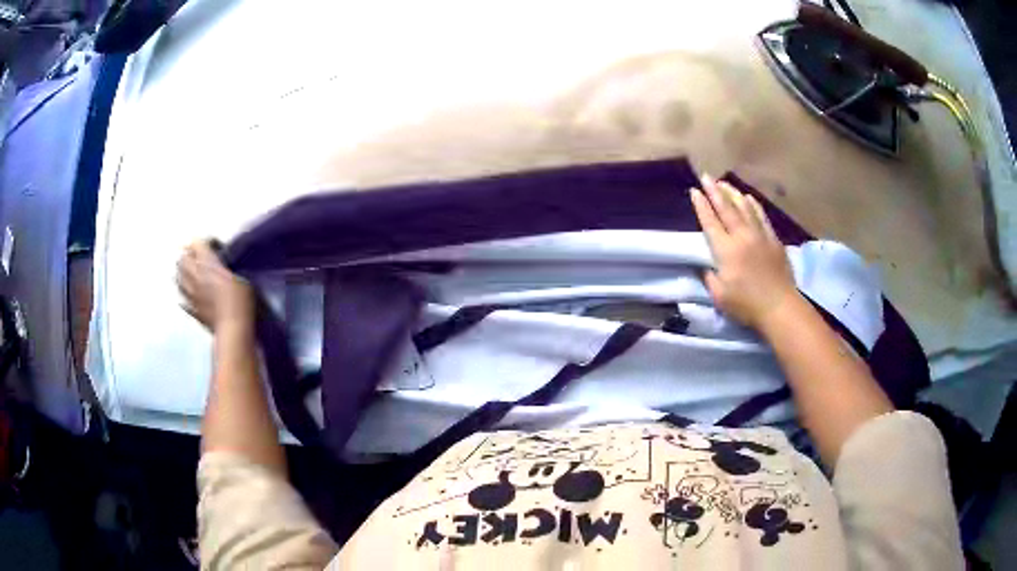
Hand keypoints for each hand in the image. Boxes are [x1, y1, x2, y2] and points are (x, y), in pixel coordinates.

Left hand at [176, 240, 254, 332]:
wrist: (233, 329)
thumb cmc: (240, 301)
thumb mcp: (241, 277)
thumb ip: (226, 268)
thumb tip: (220, 266)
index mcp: (207, 264)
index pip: (196, 244)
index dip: (201, 243)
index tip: (209, 246)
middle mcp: (195, 276)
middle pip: (182, 259)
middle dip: (188, 256)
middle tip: (195, 258)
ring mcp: (191, 294)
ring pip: (178, 278)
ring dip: (182, 273)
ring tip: (189, 274)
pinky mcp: (191, 310)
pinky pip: (182, 299)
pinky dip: (184, 294)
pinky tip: (188, 296)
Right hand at [691, 174, 798, 329]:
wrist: (779, 306)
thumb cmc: (746, 305)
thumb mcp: (719, 296)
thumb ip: (709, 278)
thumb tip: (706, 267)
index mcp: (725, 250)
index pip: (710, 222)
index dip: (701, 206)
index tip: (694, 191)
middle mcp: (741, 236)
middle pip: (726, 208)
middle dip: (714, 191)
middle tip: (706, 176)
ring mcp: (759, 235)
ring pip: (744, 207)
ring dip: (732, 193)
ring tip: (724, 182)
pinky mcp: (773, 240)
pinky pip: (761, 216)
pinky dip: (753, 205)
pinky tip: (748, 197)